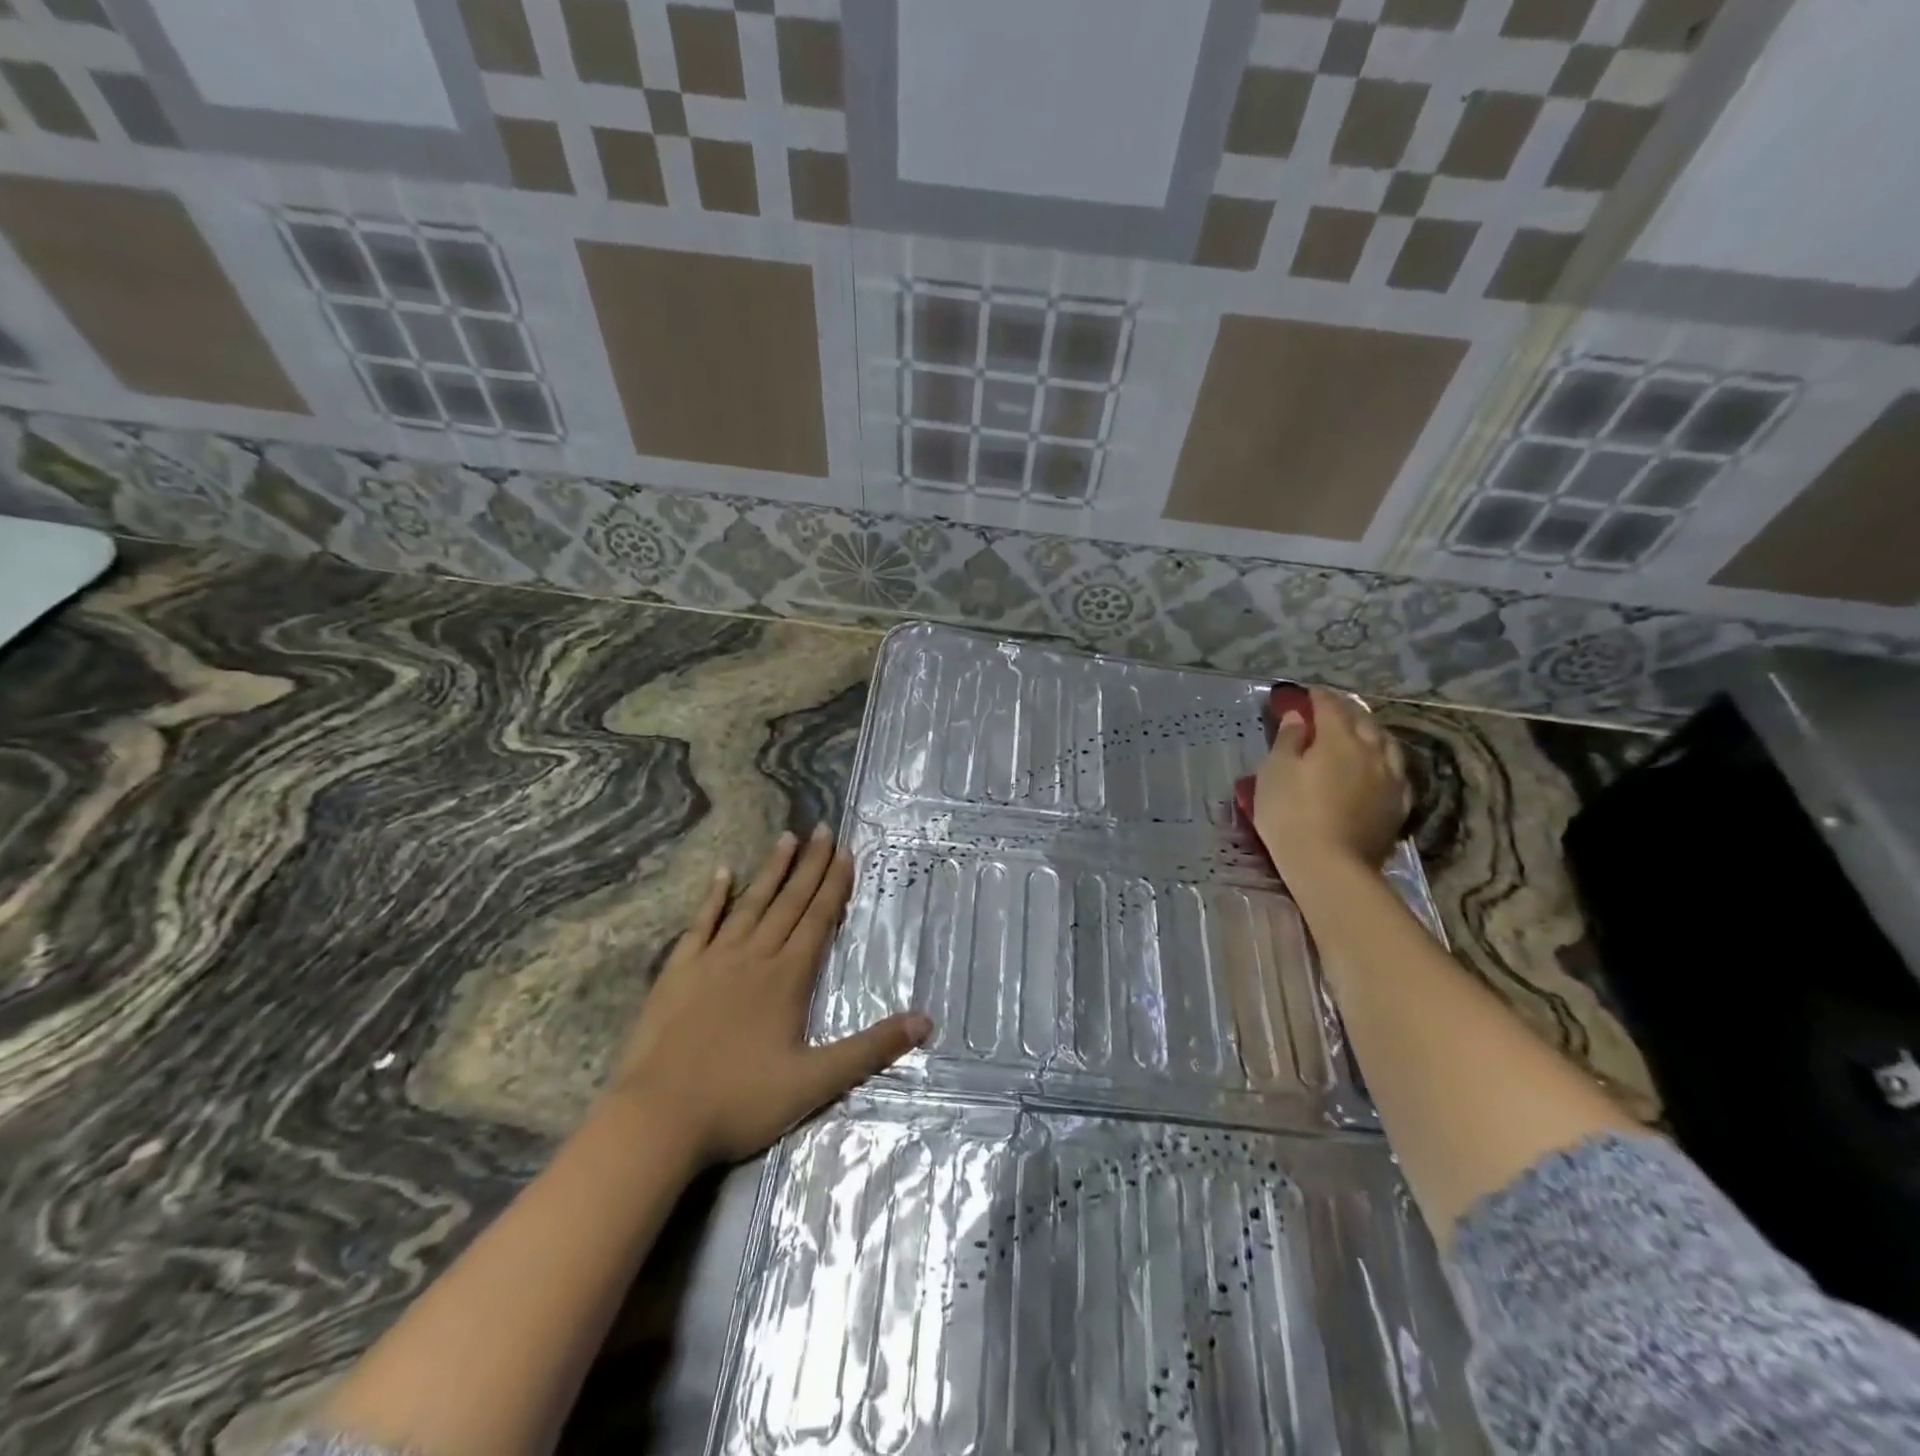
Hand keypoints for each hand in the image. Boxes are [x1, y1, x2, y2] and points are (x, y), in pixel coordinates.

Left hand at [607, 827, 931, 1165]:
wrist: (658, 1118)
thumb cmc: (741, 1101)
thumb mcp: (816, 1082)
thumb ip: (871, 1049)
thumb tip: (925, 1021)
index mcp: (788, 978)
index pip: (818, 919)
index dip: (834, 884)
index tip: (845, 851)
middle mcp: (754, 957)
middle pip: (789, 902)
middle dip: (810, 865)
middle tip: (823, 828)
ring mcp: (713, 960)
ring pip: (750, 904)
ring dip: (771, 870)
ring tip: (787, 838)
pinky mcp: (678, 971)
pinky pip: (701, 923)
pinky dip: (714, 897)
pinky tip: (723, 873)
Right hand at [1252, 687, 1411, 878]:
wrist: (1329, 866)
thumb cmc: (1291, 814)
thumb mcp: (1274, 772)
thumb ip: (1288, 740)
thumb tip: (1298, 718)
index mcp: (1338, 739)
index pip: (1330, 707)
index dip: (1317, 697)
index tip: (1306, 693)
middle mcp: (1371, 751)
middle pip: (1362, 721)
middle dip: (1346, 711)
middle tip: (1330, 710)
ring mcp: (1390, 779)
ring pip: (1385, 744)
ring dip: (1370, 733)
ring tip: (1358, 733)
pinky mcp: (1398, 806)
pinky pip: (1396, 772)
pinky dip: (1384, 761)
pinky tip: (1378, 767)